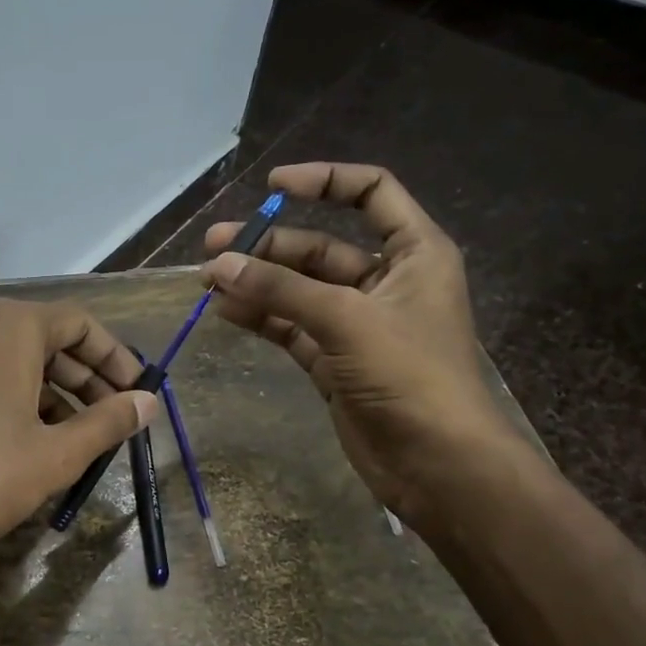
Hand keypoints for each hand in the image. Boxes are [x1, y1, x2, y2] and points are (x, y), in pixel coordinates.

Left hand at [0, 298, 156, 557]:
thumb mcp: (56, 452)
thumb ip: (108, 421)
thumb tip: (148, 403)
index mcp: (9, 325)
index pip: (78, 323)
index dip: (115, 358)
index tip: (137, 392)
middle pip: (44, 337)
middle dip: (84, 377)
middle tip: (112, 417)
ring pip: (10, 356)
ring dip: (50, 390)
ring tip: (75, 435)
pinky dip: (12, 394)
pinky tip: (27, 437)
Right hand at [201, 162, 514, 520]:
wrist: (437, 464)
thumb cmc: (410, 376)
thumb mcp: (347, 320)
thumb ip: (282, 290)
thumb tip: (219, 266)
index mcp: (413, 253)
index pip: (370, 193)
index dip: (324, 181)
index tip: (272, 186)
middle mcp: (385, 282)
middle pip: (320, 247)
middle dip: (268, 245)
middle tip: (215, 248)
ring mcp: (356, 324)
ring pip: (298, 290)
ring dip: (257, 283)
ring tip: (207, 280)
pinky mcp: (334, 361)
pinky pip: (291, 327)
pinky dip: (261, 317)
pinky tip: (225, 311)